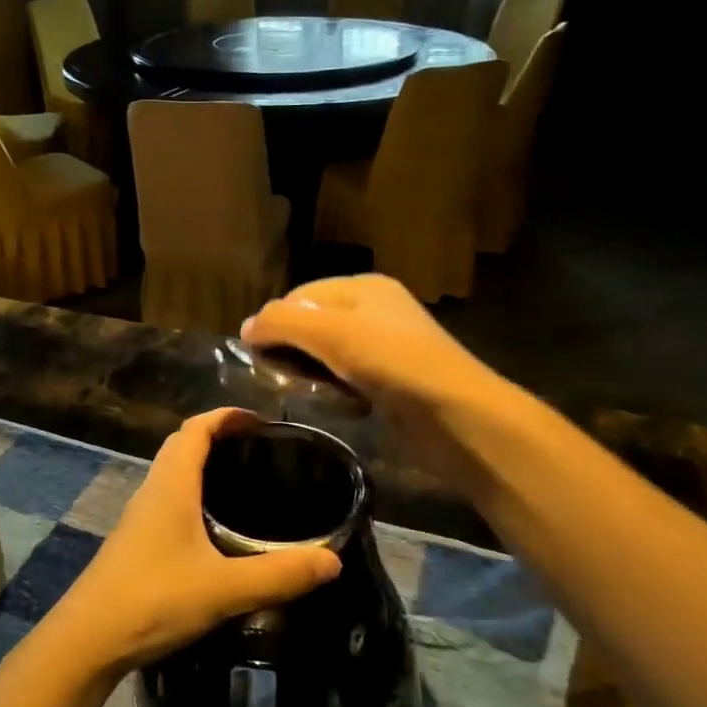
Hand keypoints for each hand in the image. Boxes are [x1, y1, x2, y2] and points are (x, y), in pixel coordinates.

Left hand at [45, 409, 341, 678]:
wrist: (87, 640)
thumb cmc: (153, 600)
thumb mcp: (223, 589)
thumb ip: (278, 575)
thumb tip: (332, 559)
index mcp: (171, 485)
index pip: (196, 429)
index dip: (226, 416)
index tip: (259, 421)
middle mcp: (153, 490)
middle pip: (182, 444)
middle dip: (217, 435)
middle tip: (256, 448)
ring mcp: (139, 516)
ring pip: (172, 472)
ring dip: (202, 464)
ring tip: (242, 481)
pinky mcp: (135, 541)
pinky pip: (167, 498)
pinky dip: (192, 492)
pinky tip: (213, 526)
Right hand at [242, 275, 516, 499]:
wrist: (461, 418)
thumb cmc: (395, 364)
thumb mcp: (332, 333)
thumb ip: (283, 323)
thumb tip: (245, 328)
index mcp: (362, 287)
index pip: (298, 296)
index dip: (274, 322)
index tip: (256, 357)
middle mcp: (373, 310)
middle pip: (311, 323)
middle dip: (291, 349)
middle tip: (279, 378)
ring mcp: (385, 347)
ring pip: (327, 354)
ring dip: (311, 373)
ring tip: (305, 393)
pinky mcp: (392, 381)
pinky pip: (347, 378)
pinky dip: (335, 390)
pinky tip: (337, 405)